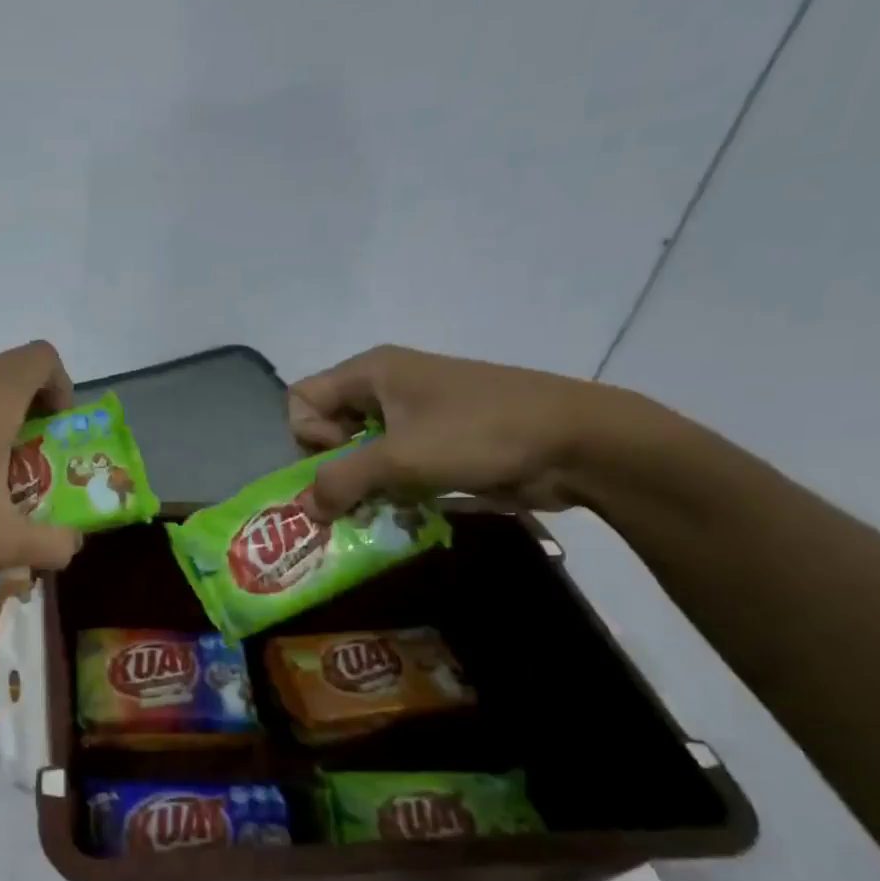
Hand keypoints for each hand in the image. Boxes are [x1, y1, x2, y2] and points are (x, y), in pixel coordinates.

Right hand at [288, 345, 643, 519]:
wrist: (577, 442)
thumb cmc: (478, 435)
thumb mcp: (399, 458)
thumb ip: (341, 482)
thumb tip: (306, 509)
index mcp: (372, 371)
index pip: (302, 399)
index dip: (309, 435)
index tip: (342, 458)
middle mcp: (387, 386)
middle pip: (327, 426)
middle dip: (334, 467)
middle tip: (357, 494)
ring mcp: (416, 414)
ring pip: (360, 451)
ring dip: (363, 485)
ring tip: (380, 509)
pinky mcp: (439, 441)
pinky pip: (393, 464)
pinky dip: (390, 489)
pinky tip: (406, 509)